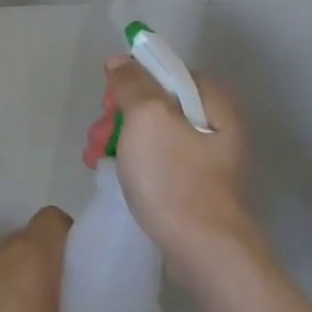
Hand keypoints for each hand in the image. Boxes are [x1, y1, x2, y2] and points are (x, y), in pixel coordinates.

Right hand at [86, 59, 264, 287]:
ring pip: (155, 132)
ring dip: (121, 138)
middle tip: (98, 135)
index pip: (166, 71)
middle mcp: (216, 123)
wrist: (205, 252)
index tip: (109, 103)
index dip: (132, 81)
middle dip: (120, 115)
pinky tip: (114, 173)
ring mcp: (209, 157)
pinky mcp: (198, 186)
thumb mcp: (146, 118)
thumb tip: (120, 59)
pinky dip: (135, 161)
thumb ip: (132, 83)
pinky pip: (160, 160)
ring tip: (95, 157)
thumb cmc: (174, 177)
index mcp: (212, 100)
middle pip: (157, 102)